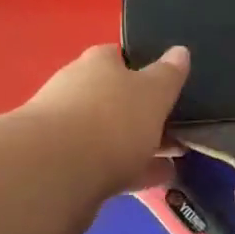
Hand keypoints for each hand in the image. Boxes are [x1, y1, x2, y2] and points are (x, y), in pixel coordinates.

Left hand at [19, 44, 188, 201]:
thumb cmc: (110, 119)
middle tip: (178, 126)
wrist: (54, 173)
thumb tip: (180, 51)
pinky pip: (105, 165)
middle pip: (115, 98)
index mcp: (97, 64)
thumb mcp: (153, 92)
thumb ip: (168, 74)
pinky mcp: (62, 168)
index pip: (120, 57)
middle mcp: (76, 90)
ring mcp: (65, 131)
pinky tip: (156, 182)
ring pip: (110, 134)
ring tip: (175, 159)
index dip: (144, 68)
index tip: (168, 85)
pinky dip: (130, 171)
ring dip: (139, 145)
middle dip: (143, 112)